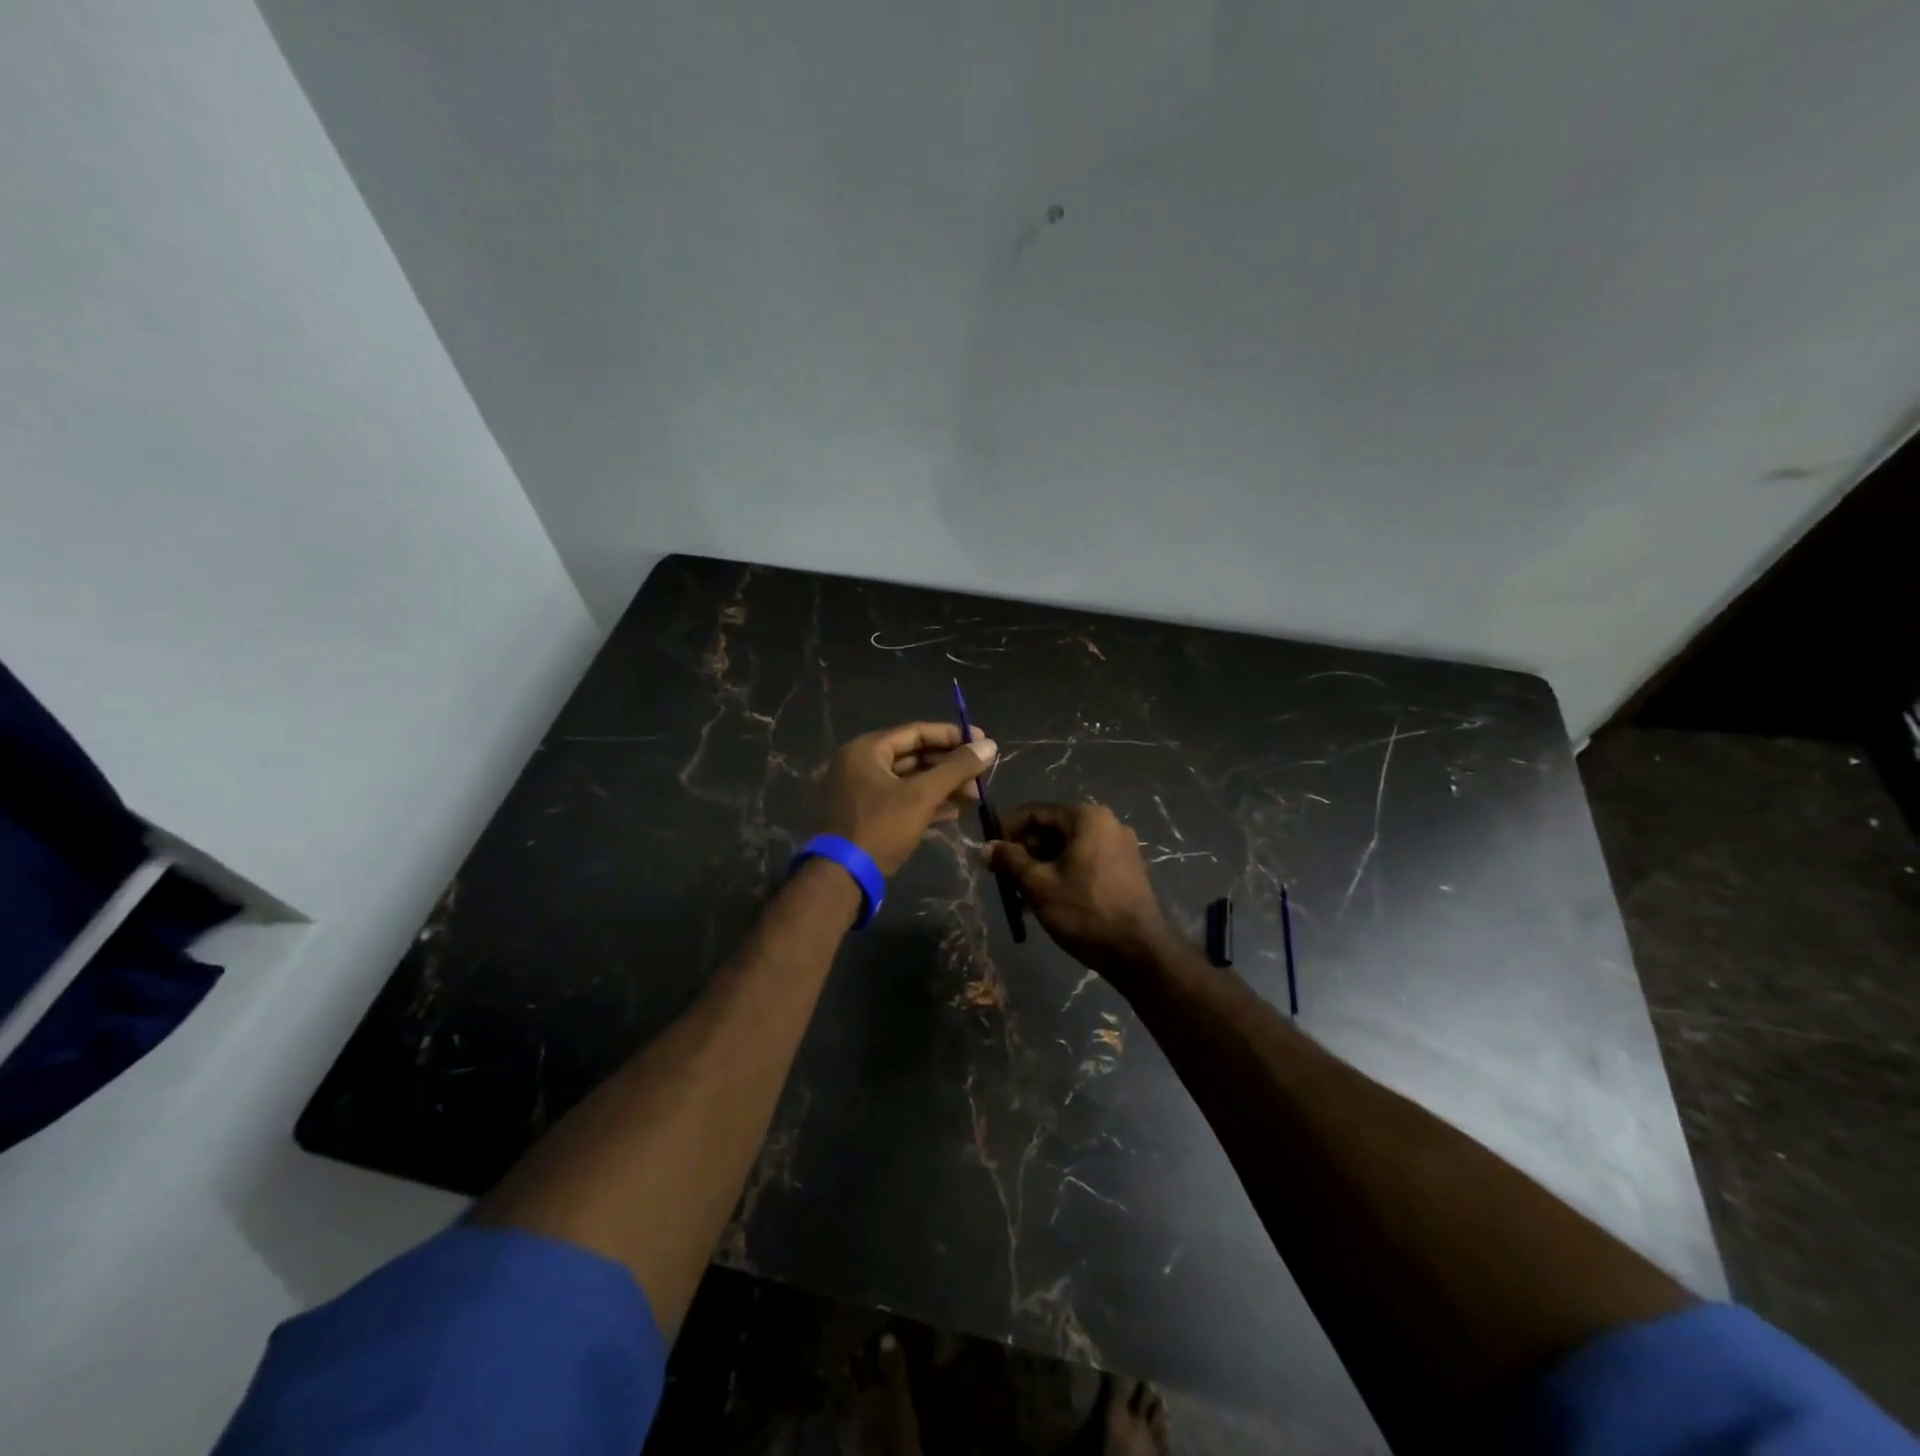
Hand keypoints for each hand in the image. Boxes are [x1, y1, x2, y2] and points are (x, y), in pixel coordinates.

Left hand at [820, 722, 997, 876]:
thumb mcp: (922, 796)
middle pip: (914, 756)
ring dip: (943, 786)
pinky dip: (927, 803)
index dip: (953, 736)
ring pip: (910, 780)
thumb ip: (956, 769)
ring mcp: (861, 791)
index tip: (983, 742)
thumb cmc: (881, 828)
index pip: (916, 732)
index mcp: (866, 750)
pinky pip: (901, 800)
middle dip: (950, 766)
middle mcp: (860, 764)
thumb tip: (990, 745)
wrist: (843, 878)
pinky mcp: (866, 816)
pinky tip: (955, 812)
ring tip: (974, 796)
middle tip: (981, 776)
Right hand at [985, 802, 1170, 980]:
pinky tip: (1048, 901)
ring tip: (1022, 897)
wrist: (1138, 951)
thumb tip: (986, 848)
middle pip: (1053, 829)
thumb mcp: (1039, 885)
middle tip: (1005, 879)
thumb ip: (1010, 861)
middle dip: (1025, 852)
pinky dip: (1063, 874)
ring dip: (1042, 867)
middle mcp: (1107, 822)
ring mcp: (1120, 846)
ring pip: (1068, 848)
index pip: (1035, 812)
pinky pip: (1085, 861)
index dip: (1008, 830)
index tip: (992, 855)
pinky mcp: (1126, 868)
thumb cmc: (1084, 911)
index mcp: (1087, 817)